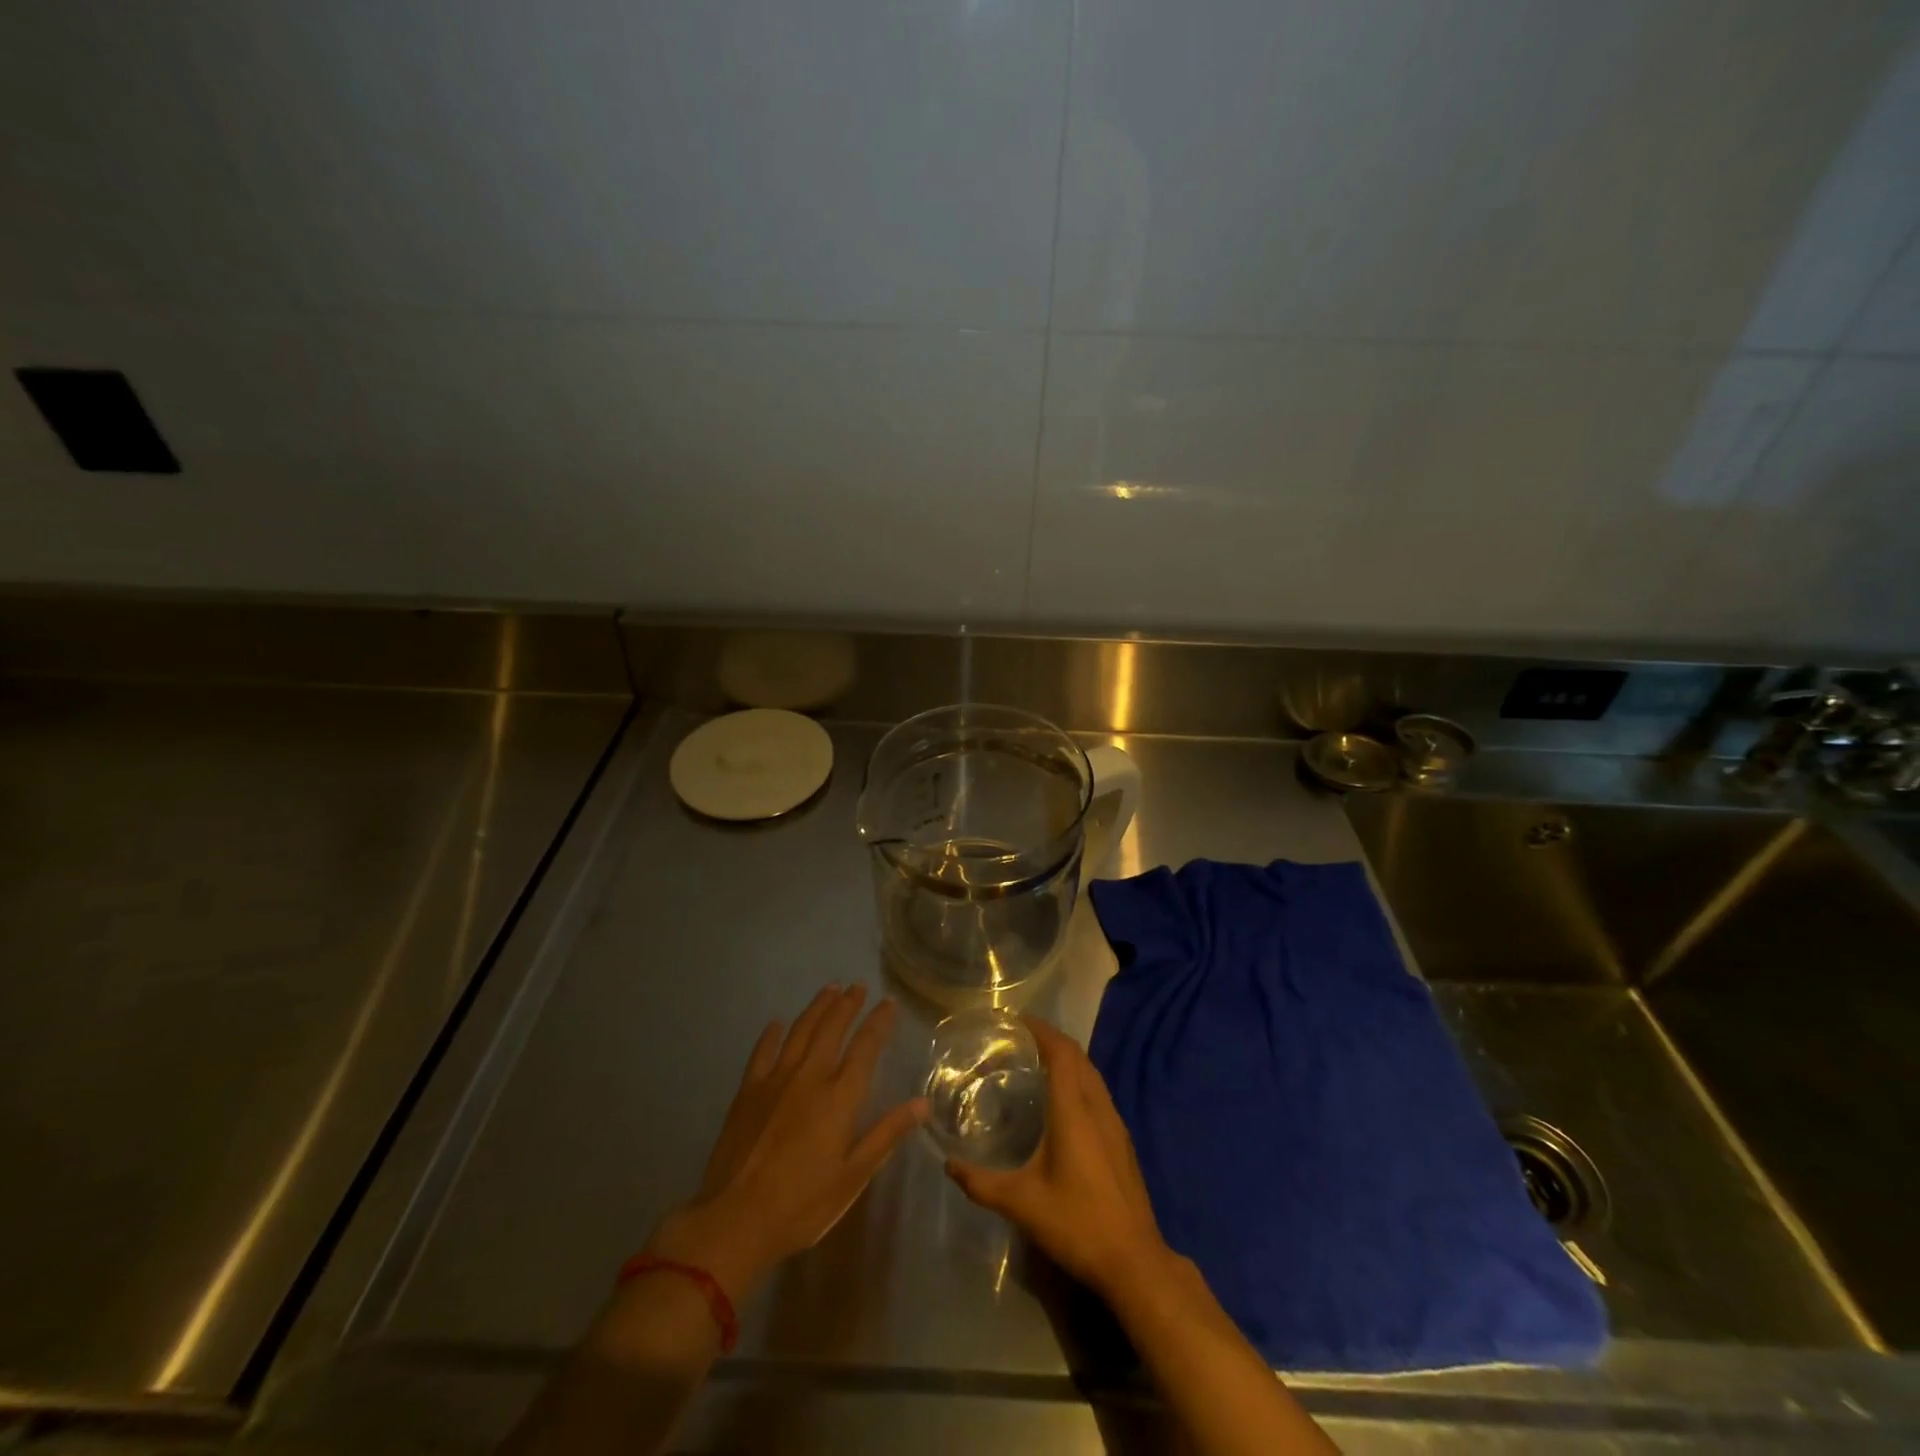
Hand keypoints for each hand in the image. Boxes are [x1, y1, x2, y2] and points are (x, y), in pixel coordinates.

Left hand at [643, 984, 925, 1302]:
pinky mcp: (748, 1090)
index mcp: (839, 1096)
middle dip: (847, 1004)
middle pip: (832, 1029)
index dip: (879, 1021)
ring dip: (817, 1008)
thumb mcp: (852, 1177)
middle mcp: (809, 1076)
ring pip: (800, 1031)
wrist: (734, 1219)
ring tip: (829, 989)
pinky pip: (763, 1051)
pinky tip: (777, 1023)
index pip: (865, 1047)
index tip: (889, 1002)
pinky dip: (771, 1034)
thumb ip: (886, 1134)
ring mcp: (775, 1079)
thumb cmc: (802, 1204)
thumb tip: (923, 1104)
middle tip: (858, 986)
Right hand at [945, 1016, 1173, 1300]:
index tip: (1017, 1020)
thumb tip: (949, 1165)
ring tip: (1039, 1060)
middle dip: (1052, 1039)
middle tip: (1021, 1038)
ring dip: (1068, 1058)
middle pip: (1078, 1057)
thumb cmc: (1077, 1224)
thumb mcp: (1022, 1204)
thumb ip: (982, 1183)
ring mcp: (1115, 1123)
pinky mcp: (1122, 1141)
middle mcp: (1097, 1107)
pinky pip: (1099, 1091)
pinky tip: (1064, 1100)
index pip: (1061, 1053)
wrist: (1134, 1261)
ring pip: (1092, 1073)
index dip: (1041, 1031)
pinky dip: (1079, 1079)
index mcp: (1074, 1111)